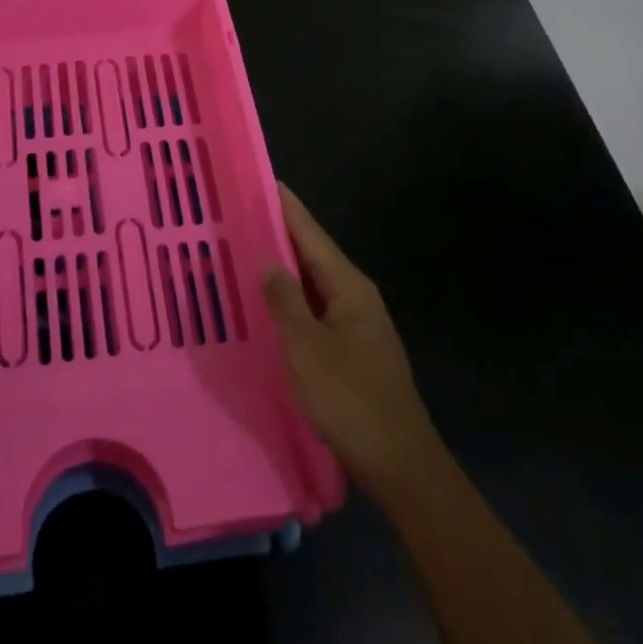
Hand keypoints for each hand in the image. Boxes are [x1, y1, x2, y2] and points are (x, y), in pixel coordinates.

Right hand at [263, 183, 439, 506]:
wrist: (400, 464)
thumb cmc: (350, 399)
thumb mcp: (306, 347)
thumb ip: (284, 301)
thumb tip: (268, 262)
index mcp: (348, 287)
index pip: (311, 234)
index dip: (287, 207)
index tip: (264, 180)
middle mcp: (356, 296)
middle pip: (314, 253)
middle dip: (281, 232)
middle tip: (242, 213)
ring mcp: (358, 323)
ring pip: (314, 282)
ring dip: (285, 266)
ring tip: (248, 251)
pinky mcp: (353, 348)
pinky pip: (317, 308)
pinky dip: (293, 297)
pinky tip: (272, 304)